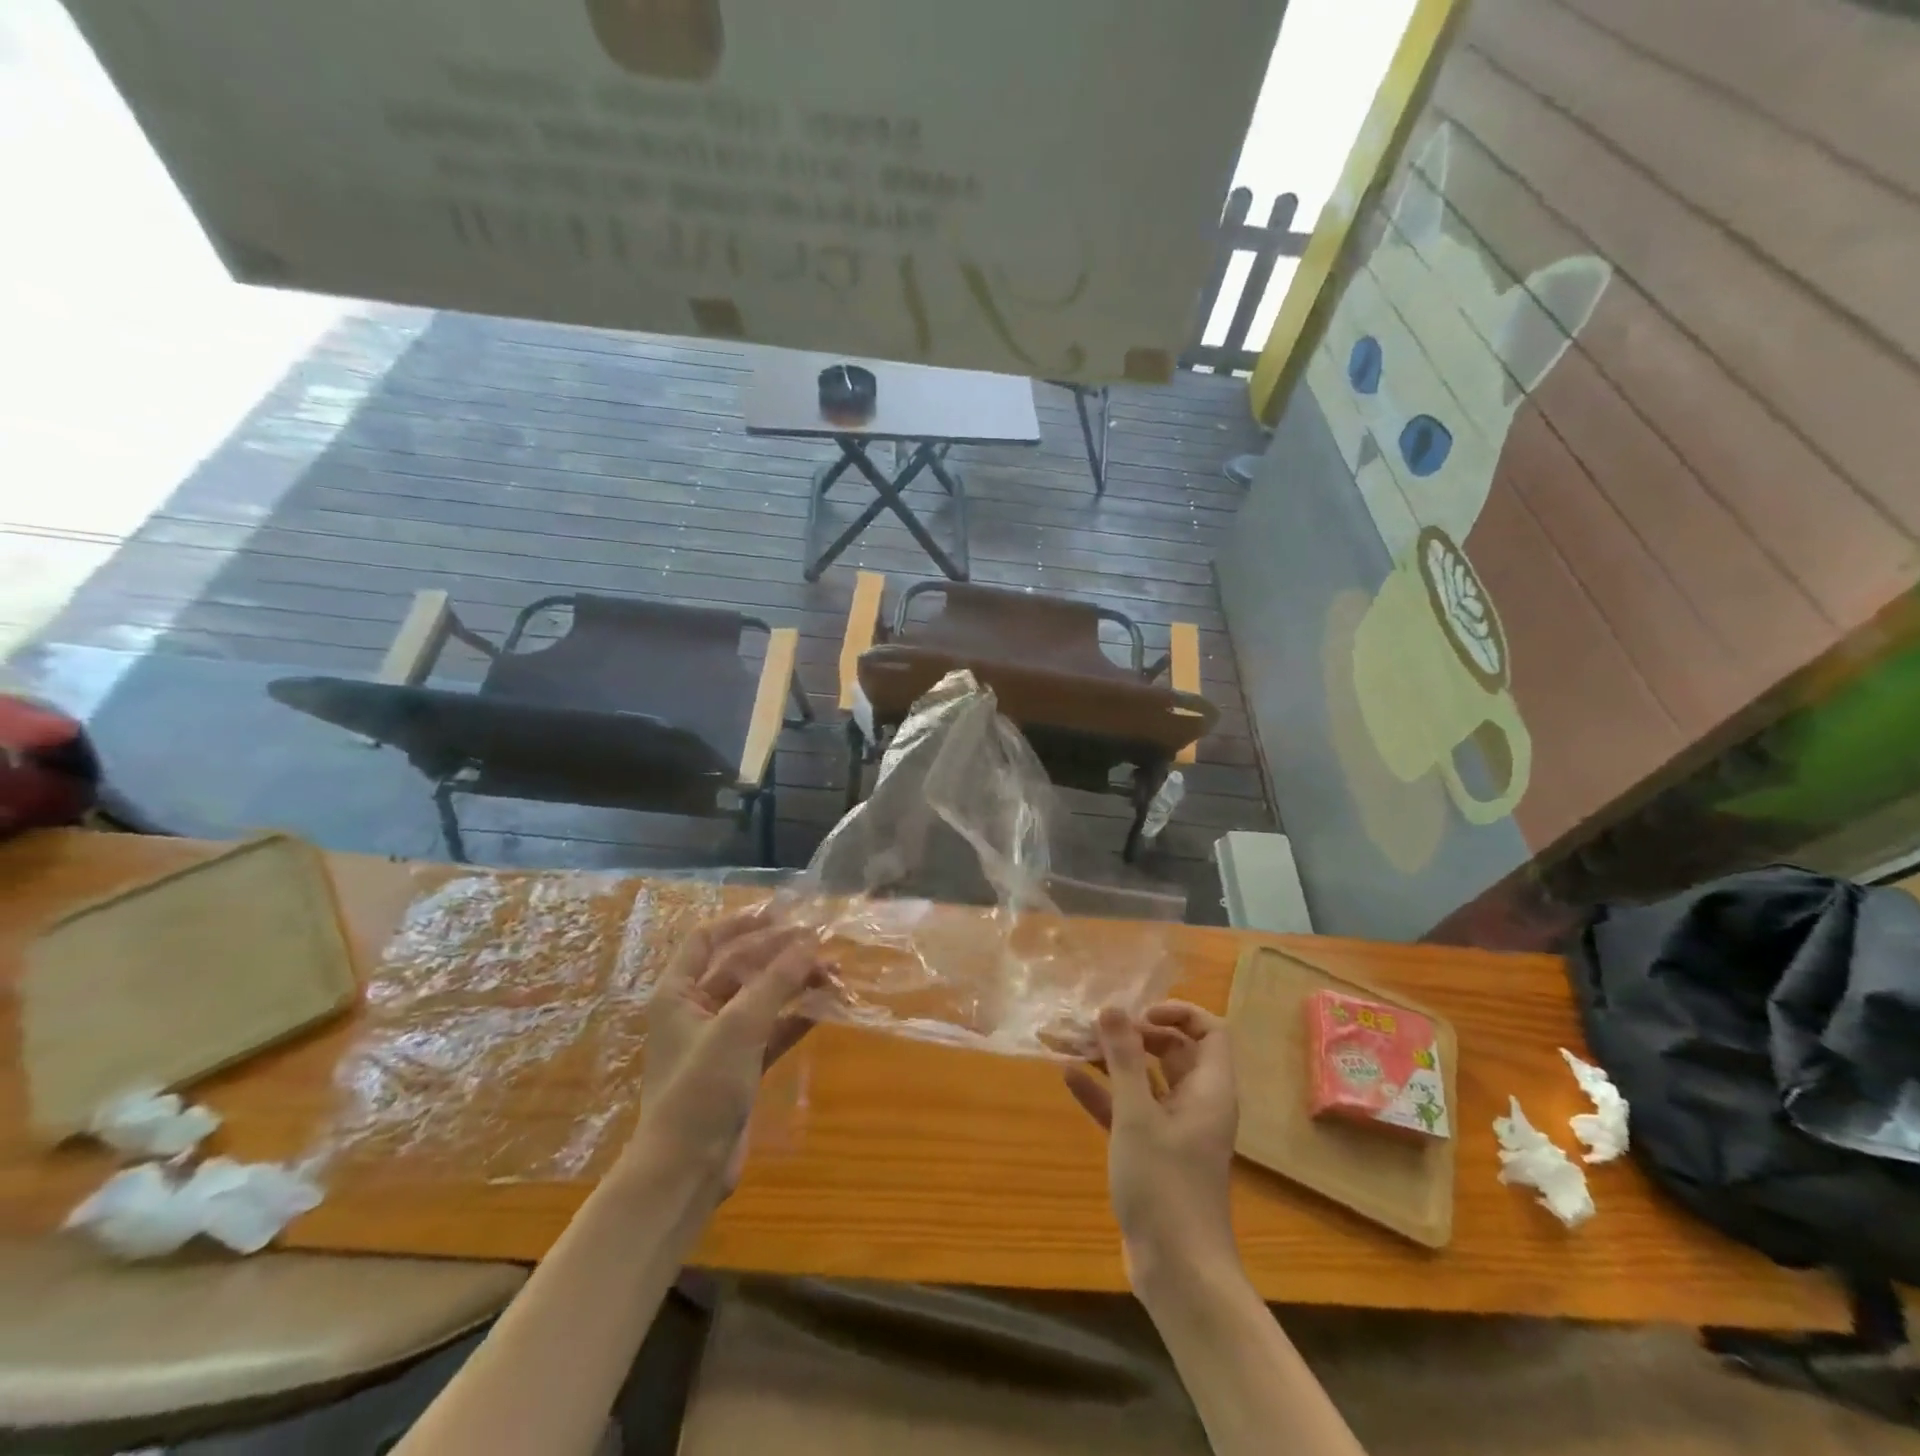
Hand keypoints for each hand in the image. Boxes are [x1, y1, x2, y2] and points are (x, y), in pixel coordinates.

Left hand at [627, 907, 829, 1192]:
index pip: (706, 939)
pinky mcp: (740, 1067)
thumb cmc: (700, 1088)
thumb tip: (809, 942)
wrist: (686, 1172)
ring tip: (835, 975)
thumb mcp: (739, 1027)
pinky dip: (797, 1017)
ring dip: (795, 984)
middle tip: (821, 945)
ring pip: (762, 998)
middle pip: (741, 966)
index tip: (782, 913)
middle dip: (781, 954)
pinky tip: (827, 1007)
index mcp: (678, 993)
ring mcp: (720, 1040)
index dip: (742, 922)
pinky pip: (773, 1030)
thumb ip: (775, 981)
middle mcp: (696, 1010)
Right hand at [1064, 1003, 1241, 1295]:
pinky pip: (1128, 1109)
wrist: (1178, 1272)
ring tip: (1074, 1040)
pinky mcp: (1151, 1151)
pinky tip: (1069, 1077)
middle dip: (1134, 1033)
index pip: (1210, 1031)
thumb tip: (1113, 1008)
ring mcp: (1173, 1129)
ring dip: (1113, 1060)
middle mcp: (1196, 1102)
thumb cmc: (1165, 1185)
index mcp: (1209, 1090)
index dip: (1178, 1013)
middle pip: (1173, 1050)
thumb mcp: (1139, 1117)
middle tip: (1097, 1025)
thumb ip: (1125, 1060)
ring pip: (1145, 1079)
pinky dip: (1103, 1092)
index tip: (1139, 1013)